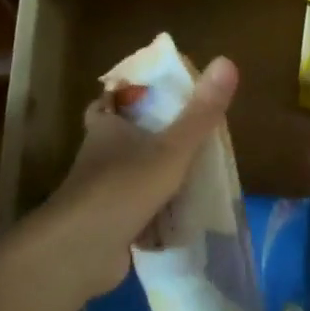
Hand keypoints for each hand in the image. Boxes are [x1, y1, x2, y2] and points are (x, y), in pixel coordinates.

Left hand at [27, 56, 239, 297]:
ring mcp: (101, 193)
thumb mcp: (172, 148)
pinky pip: (135, 211)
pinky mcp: (107, 224)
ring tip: (193, 172)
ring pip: (130, 175)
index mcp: (107, 128)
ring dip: (153, 175)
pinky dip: (155, 211)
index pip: (109, 101)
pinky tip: (181, 214)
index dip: (128, 95)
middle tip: (186, 135)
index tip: (156, 94)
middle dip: (148, 137)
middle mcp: (98, 156)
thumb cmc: (125, 187)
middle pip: (122, 138)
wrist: (82, 250)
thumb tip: (227, 61)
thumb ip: (200, 113)